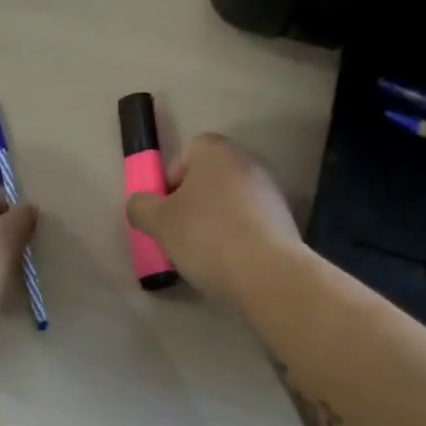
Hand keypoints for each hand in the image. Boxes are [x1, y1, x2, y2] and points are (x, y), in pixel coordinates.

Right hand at [125, 134, 301, 306]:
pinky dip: (238, 236)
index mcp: (216, 151)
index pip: (188, 152)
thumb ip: (141, 207)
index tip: (166, 209)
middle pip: (210, 177)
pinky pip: (251, 222)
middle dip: (194, 202)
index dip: (172, 179)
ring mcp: (271, 191)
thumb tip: (140, 204)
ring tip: (205, 253)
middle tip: (180, 232)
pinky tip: (230, 262)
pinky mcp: (286, 220)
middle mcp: (247, 161)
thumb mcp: (158, 222)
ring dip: (216, 220)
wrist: (268, 274)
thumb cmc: (206, 235)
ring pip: (231, 200)